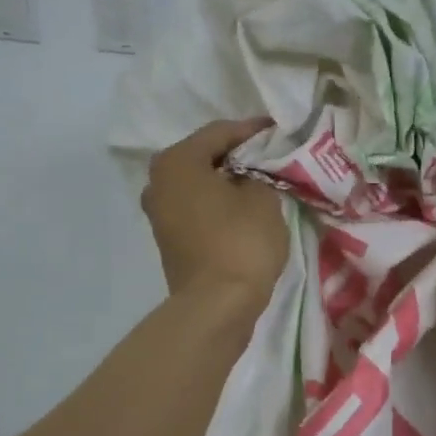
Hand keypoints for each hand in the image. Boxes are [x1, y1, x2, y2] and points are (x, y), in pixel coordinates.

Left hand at [142, 119, 288, 304]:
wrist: (217, 305)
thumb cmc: (241, 242)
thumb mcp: (263, 199)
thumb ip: (258, 175)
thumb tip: (249, 176)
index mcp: (177, 162)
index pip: (219, 133)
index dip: (251, 130)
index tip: (277, 130)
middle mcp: (158, 182)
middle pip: (203, 157)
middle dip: (236, 155)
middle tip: (268, 155)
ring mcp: (159, 213)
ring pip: (198, 184)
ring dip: (225, 181)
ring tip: (258, 182)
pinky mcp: (168, 239)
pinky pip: (196, 208)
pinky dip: (217, 203)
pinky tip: (241, 208)